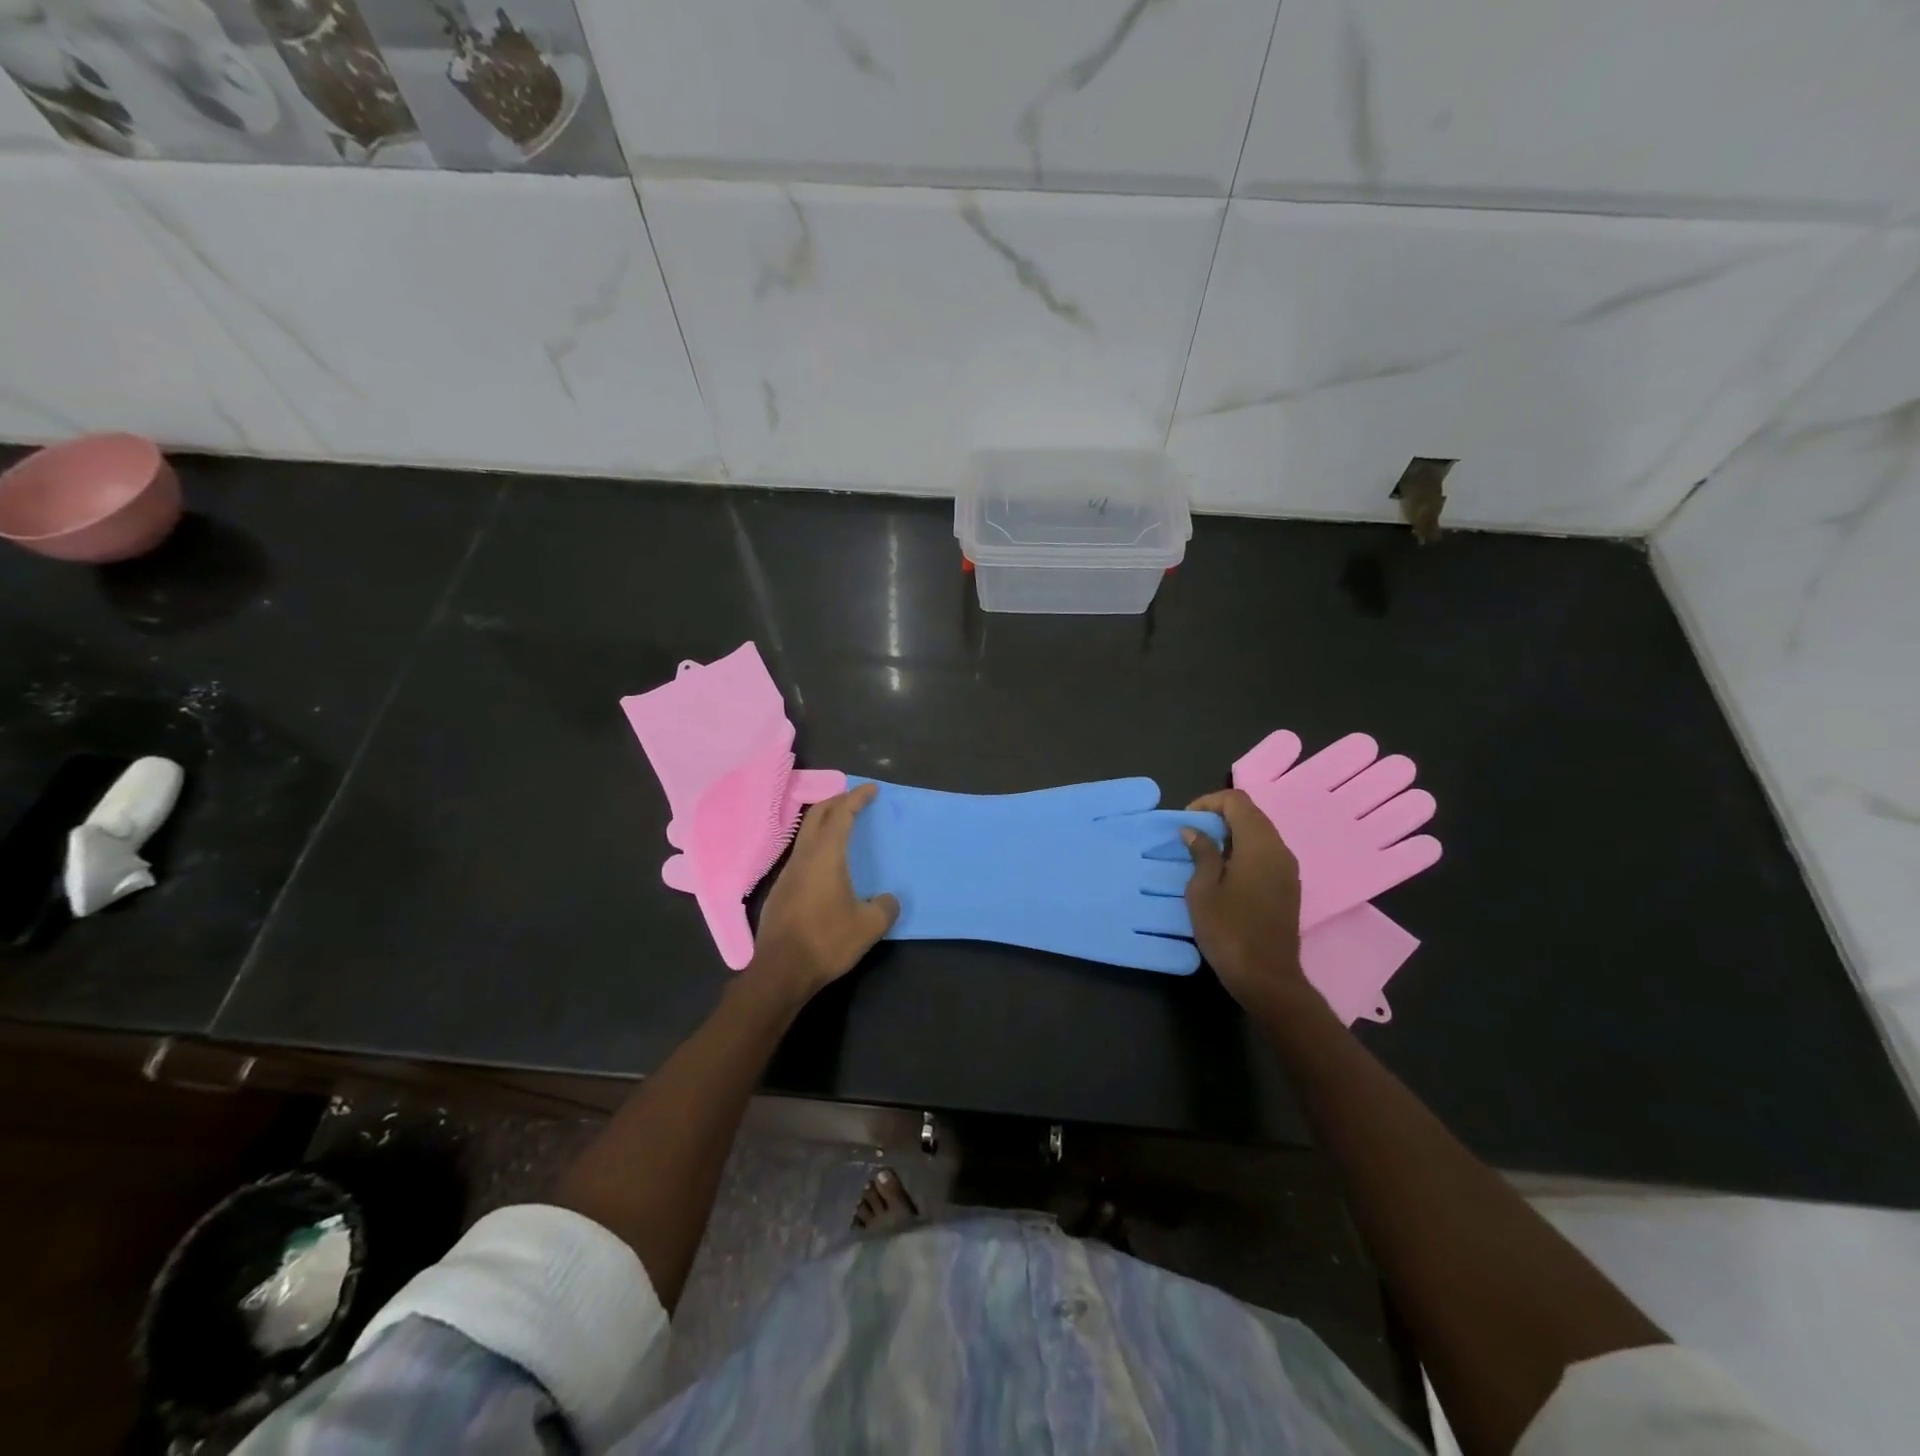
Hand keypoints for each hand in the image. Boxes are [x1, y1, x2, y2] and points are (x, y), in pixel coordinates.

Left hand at [749, 783, 899, 1000]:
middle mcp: (803, 857)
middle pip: (816, 816)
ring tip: (842, 828)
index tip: (871, 789)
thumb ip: (885, 907)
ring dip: (823, 824)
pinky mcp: (780, 892)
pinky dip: (816, 846)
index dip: (856, 798)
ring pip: (805, 836)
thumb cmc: (826, 941)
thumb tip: (888, 900)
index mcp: (825, 856)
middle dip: (836, 801)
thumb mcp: (869, 926)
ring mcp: (787, 874)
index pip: (841, 814)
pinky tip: (826, 865)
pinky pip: (800, 856)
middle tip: (854, 799)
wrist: (781, 972)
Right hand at [1182, 790, 1307, 1013]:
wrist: (1267, 978)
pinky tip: (1224, 872)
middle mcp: (1279, 850)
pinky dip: (1244, 850)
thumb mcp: (1203, 890)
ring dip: (1232, 834)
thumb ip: (1201, 854)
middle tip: (1192, 835)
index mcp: (1259, 845)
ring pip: (1260, 833)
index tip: (1187, 822)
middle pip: (1251, 814)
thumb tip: (1194, 831)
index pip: (1237, 801)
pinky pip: (1266, 853)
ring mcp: (1288, 869)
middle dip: (1219, 816)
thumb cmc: (1229, 931)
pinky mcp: (1288, 886)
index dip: (1208, 803)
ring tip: (1204, 853)